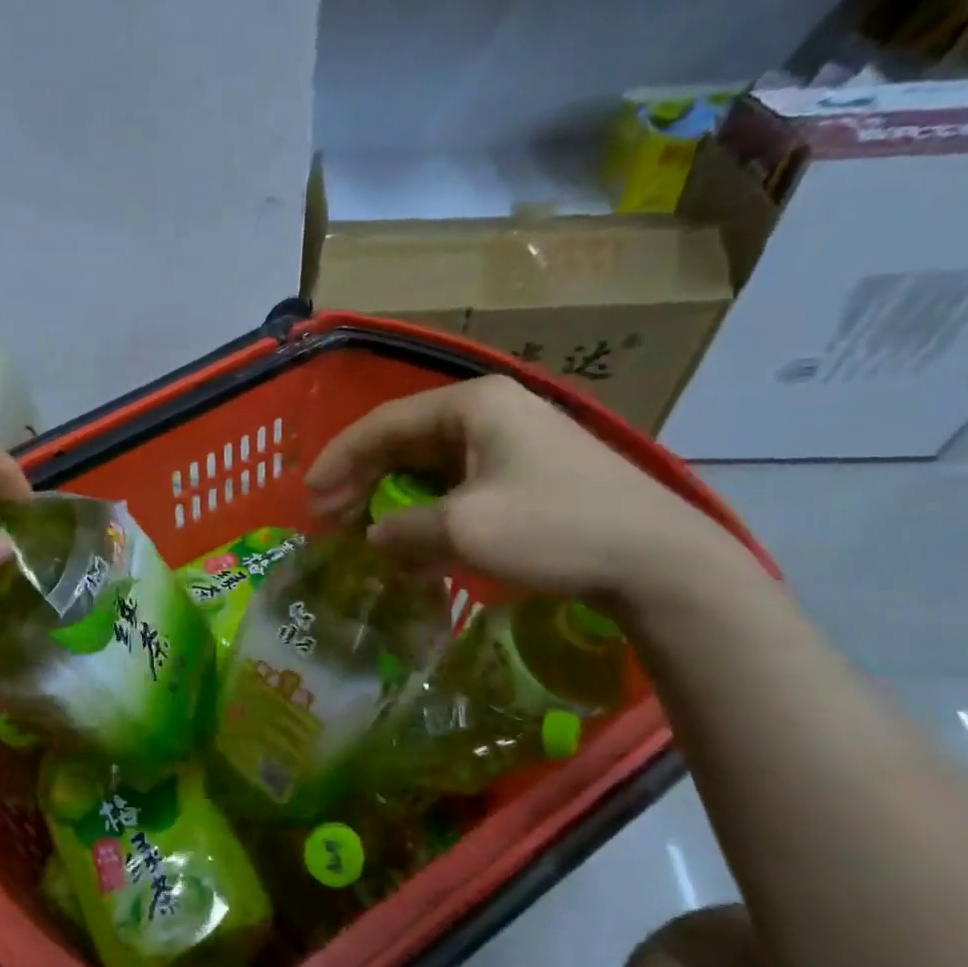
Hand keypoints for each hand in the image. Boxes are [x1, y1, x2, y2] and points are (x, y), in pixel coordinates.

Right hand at [303, 376, 742, 603]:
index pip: (382, 424)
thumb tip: (372, 536)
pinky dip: (428, 511)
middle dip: (362, 480)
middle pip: (404, 441)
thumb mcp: (463, 530)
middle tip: (329, 517)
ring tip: (363, 530)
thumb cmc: (554, 529)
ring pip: (430, 465)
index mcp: (471, 405)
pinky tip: (414, 544)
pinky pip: (459, 484)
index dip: (339, 460)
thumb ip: (402, 530)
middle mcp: (490, 411)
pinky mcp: (530, 472)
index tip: (309, 496)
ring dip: (392, 498)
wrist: (658, 561)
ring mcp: (513, 441)